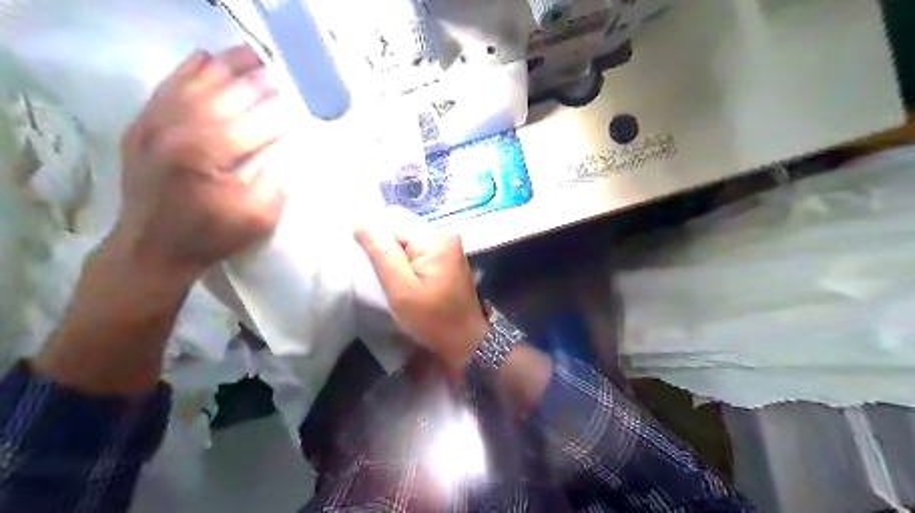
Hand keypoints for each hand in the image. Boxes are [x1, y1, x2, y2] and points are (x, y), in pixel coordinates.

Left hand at [112, 47, 285, 279]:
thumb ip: (277, 184)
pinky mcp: (141, 127)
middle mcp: (176, 129)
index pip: (252, 124)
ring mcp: (153, 125)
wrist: (151, 249)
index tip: (298, 107)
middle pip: (223, 95)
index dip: (278, 115)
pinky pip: (166, 88)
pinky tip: (204, 58)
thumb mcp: (257, 219)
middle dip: (254, 81)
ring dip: (224, 66)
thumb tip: (289, 155)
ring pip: (194, 84)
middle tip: (277, 70)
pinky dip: (186, 71)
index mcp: (207, 154)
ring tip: (249, 54)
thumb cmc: (210, 236)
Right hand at [354, 209, 489, 372]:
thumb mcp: (401, 290)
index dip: (373, 237)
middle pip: (401, 225)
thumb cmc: (432, 319)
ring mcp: (448, 245)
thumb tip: (361, 223)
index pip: (391, 220)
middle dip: (384, 244)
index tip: (366, 262)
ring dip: (394, 252)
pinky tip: (402, 275)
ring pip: (407, 236)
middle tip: (378, 272)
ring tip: (389, 275)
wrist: (466, 340)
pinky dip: (406, 257)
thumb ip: (382, 253)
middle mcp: (444, 234)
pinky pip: (418, 247)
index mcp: (434, 239)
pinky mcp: (447, 256)